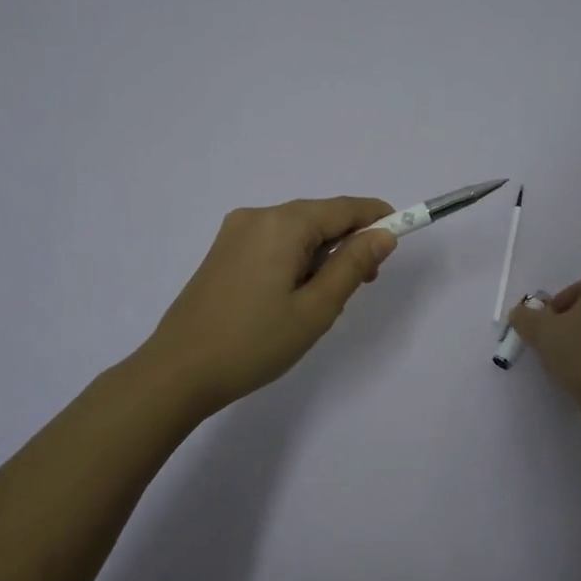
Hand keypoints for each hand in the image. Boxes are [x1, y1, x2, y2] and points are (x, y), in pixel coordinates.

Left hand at [141, 197, 398, 415]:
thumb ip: (352, 265)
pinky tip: (292, 296)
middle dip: (347, 243)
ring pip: (297, 232)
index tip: (403, 234)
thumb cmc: (254, 343)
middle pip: (319, 217)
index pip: (344, 208)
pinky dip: (295, 260)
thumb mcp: (316, 309)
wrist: (178, 372)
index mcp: (283, 224)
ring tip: (322, 302)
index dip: (377, 217)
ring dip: (321, 255)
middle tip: (362, 284)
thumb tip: (383, 235)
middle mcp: (258, 216)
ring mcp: (235, 232)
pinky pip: (274, 243)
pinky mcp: (222, 251)